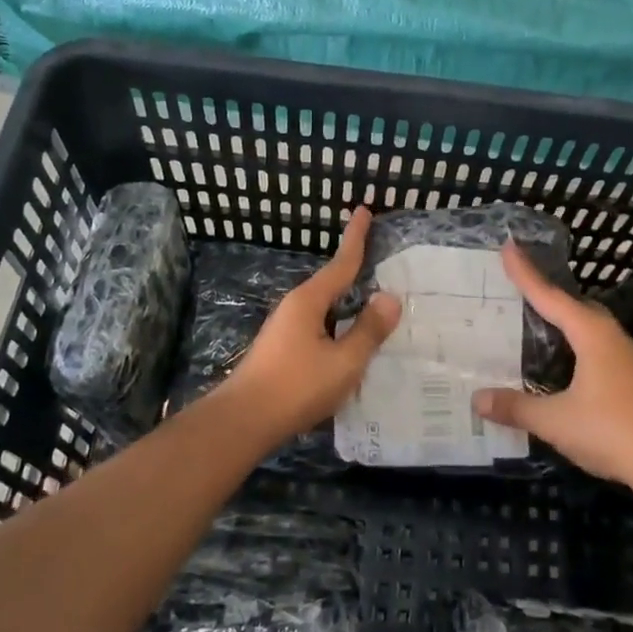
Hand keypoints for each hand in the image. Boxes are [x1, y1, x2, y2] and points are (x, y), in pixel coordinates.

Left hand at [219, 207, 401, 444]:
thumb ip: (368, 331)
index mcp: (309, 301)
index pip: (341, 263)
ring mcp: (285, 330)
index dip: (355, 238)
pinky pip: (319, 328)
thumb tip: (389, 297)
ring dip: (347, 305)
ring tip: (374, 308)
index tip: (362, 210)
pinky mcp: (282, 351)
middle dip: (354, 272)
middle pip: (332, 284)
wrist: (243, 421)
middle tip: (379, 261)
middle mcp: (295, 308)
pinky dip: (338, 327)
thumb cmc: (296, 387)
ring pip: (325, 310)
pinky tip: (350, 344)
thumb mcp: (344, 361)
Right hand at [473, 241, 632, 493]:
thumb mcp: (556, 421)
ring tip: (538, 317)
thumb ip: (517, 407)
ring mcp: (626, 359)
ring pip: (588, 327)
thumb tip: (477, 398)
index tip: (508, 246)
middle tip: (520, 283)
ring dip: (564, 319)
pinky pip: (596, 346)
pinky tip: (565, 360)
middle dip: (547, 293)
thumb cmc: (613, 431)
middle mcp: (610, 338)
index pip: (550, 296)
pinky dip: (574, 342)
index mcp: (591, 335)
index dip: (526, 274)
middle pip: (574, 305)